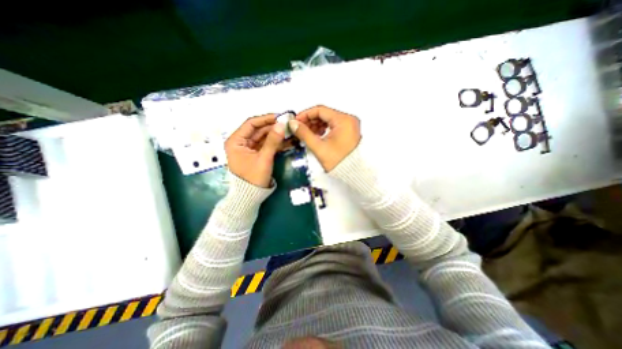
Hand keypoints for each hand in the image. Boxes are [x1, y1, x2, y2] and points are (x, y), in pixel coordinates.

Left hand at [226, 115, 284, 187]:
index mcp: (236, 141)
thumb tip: (281, 124)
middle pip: (258, 130)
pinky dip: (275, 143)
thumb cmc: (253, 177)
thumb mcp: (264, 159)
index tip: (280, 117)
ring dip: (275, 135)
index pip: (251, 124)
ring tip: (289, 131)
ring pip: (263, 137)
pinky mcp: (256, 154)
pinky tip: (286, 140)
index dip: (265, 119)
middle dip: (273, 127)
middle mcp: (241, 142)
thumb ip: (272, 141)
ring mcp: (249, 148)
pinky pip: (266, 145)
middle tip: (287, 124)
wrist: (251, 196)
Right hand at [289, 107, 362, 170]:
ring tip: (307, 133)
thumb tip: (294, 124)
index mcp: (344, 120)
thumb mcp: (319, 147)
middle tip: (299, 128)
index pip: (320, 110)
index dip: (306, 114)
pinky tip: (316, 135)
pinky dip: (324, 129)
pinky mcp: (349, 132)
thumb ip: (304, 134)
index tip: (296, 121)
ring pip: (328, 120)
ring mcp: (350, 126)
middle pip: (324, 114)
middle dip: (310, 121)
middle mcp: (349, 120)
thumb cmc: (339, 162)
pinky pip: (333, 126)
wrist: (353, 173)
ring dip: (316, 125)